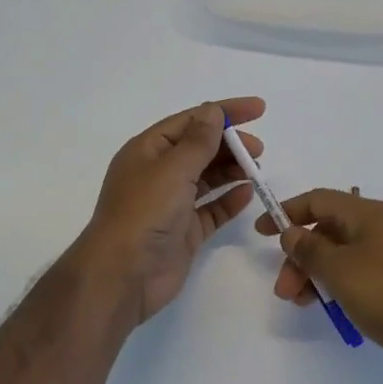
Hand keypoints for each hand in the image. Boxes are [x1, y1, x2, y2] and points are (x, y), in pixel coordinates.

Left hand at [77, 97, 265, 324]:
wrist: (123, 274)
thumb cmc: (144, 212)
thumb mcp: (173, 168)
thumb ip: (199, 141)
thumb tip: (213, 111)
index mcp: (148, 150)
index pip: (190, 121)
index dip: (224, 112)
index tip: (259, 109)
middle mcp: (158, 174)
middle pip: (200, 149)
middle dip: (230, 144)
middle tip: (259, 150)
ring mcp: (171, 204)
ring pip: (207, 179)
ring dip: (232, 170)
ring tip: (257, 170)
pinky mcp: (183, 231)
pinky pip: (211, 209)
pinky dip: (229, 200)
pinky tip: (248, 194)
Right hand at [256, 190, 382, 383]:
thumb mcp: (340, 270)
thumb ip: (309, 249)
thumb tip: (292, 232)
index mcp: (368, 214)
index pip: (318, 200)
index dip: (286, 212)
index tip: (260, 232)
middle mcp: (381, 227)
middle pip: (327, 230)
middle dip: (299, 256)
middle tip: (283, 290)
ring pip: (341, 255)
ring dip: (315, 274)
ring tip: (300, 304)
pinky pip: (358, 274)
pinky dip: (337, 285)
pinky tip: (330, 308)